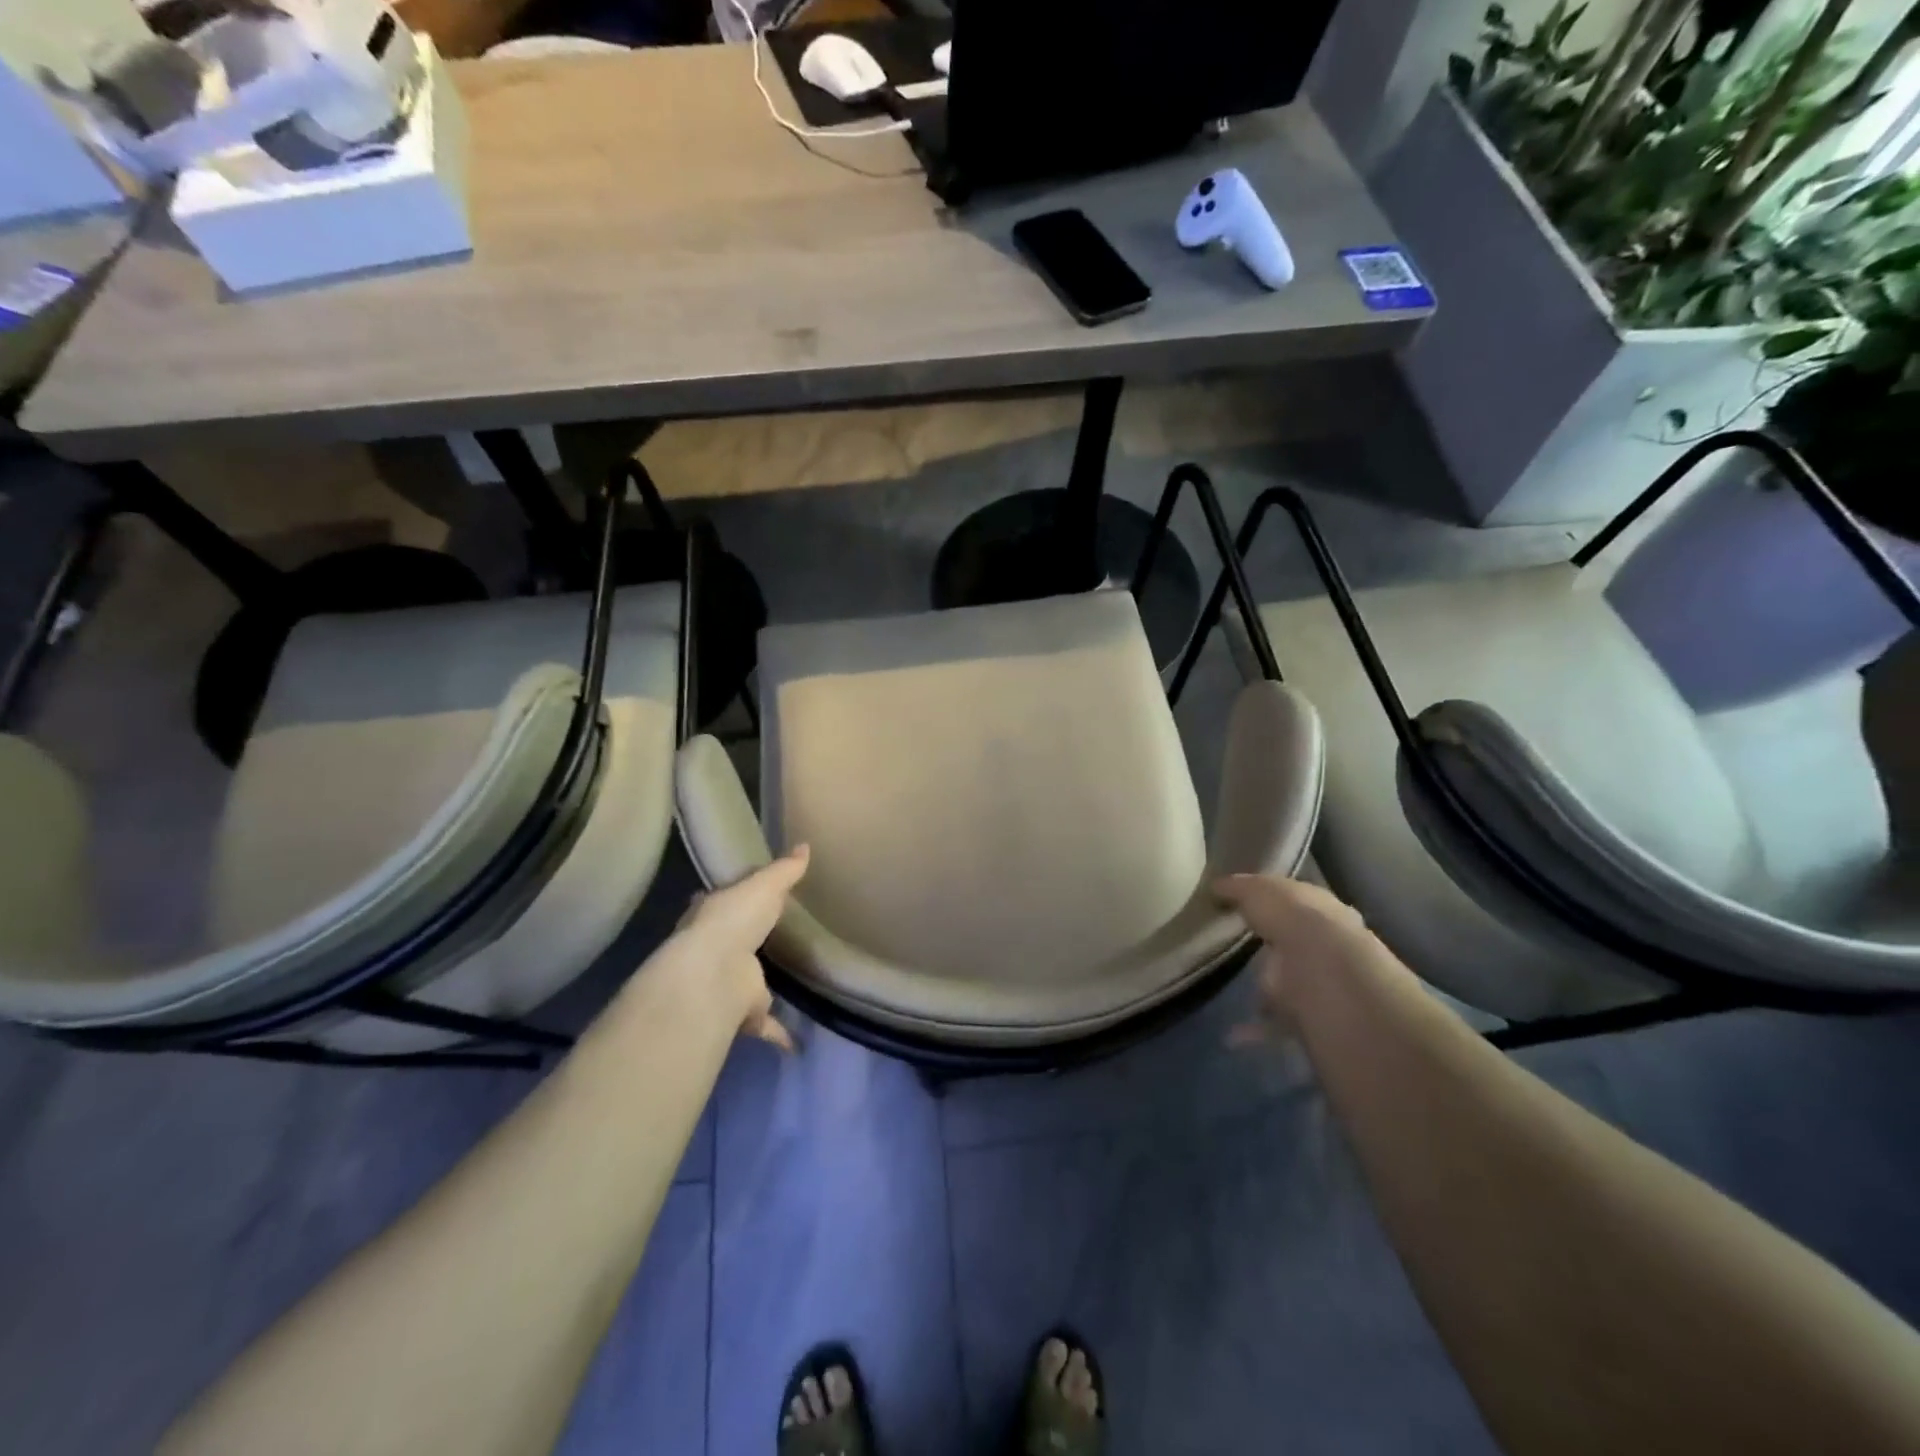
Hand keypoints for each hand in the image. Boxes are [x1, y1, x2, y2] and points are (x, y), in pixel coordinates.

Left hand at [666, 846, 810, 1050]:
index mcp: (713, 914)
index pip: (720, 902)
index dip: (733, 900)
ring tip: (787, 986)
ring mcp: (725, 983)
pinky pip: (764, 1024)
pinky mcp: (741, 1013)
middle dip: (744, 943)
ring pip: (745, 984)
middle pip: (730, 943)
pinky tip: (798, 1040)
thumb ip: (784, 871)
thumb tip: (805, 846)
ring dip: (759, 989)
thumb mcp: (764, 886)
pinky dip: (779, 1033)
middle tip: (770, 938)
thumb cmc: (734, 919)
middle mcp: (713, 949)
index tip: (748, 897)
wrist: (714, 974)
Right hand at [1213, 873, 1371, 1046]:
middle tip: (1238, 947)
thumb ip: (1239, 888)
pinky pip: (1277, 1024)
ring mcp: (1322, 985)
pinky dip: (1255, 1030)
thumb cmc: (1295, 919)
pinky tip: (1230, 1035)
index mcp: (1321, 910)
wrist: (1325, 973)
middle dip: (1276, 947)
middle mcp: (1328, 946)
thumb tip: (1216, 885)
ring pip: (1291, 984)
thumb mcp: (1259, 890)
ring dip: (1268, 990)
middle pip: (1297, 945)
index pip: (1298, 903)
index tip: (1246, 906)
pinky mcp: (1310, 1018)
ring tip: (1232, 988)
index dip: (1275, 903)